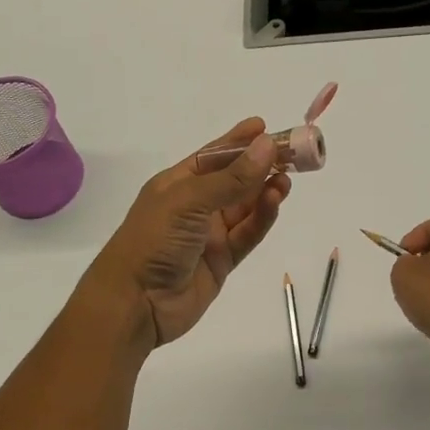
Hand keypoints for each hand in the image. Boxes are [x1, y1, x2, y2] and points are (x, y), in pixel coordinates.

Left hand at [81, 118, 291, 347]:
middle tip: (293, 154)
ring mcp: (209, 234)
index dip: (238, 141)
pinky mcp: (222, 260)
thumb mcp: (190, 201)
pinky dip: (263, 217)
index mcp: (177, 183)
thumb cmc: (154, 240)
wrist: (135, 303)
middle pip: (234, 180)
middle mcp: (194, 205)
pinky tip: (276, 201)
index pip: (213, 156)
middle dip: (261, 166)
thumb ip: (232, 178)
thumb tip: (268, 145)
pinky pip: (248, 233)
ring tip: (287, 180)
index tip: (264, 127)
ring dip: (265, 191)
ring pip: (245, 206)